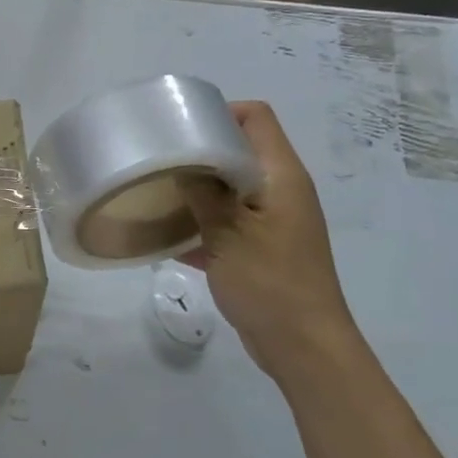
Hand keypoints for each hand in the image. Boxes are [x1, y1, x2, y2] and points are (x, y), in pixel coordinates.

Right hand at [181, 102, 359, 384]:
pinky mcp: (261, 249)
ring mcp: (271, 222)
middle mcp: (280, 191)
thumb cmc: (270, 283)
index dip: (220, 112)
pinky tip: (165, 238)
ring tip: (155, 194)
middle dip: (198, 153)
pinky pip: (226, 224)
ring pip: (229, 190)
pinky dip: (200, 225)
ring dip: (195, 192)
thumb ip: (204, 194)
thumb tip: (181, 162)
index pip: (256, 119)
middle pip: (239, 152)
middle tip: (157, 159)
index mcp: (281, 176)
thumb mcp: (228, 234)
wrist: (302, 345)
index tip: (178, 126)